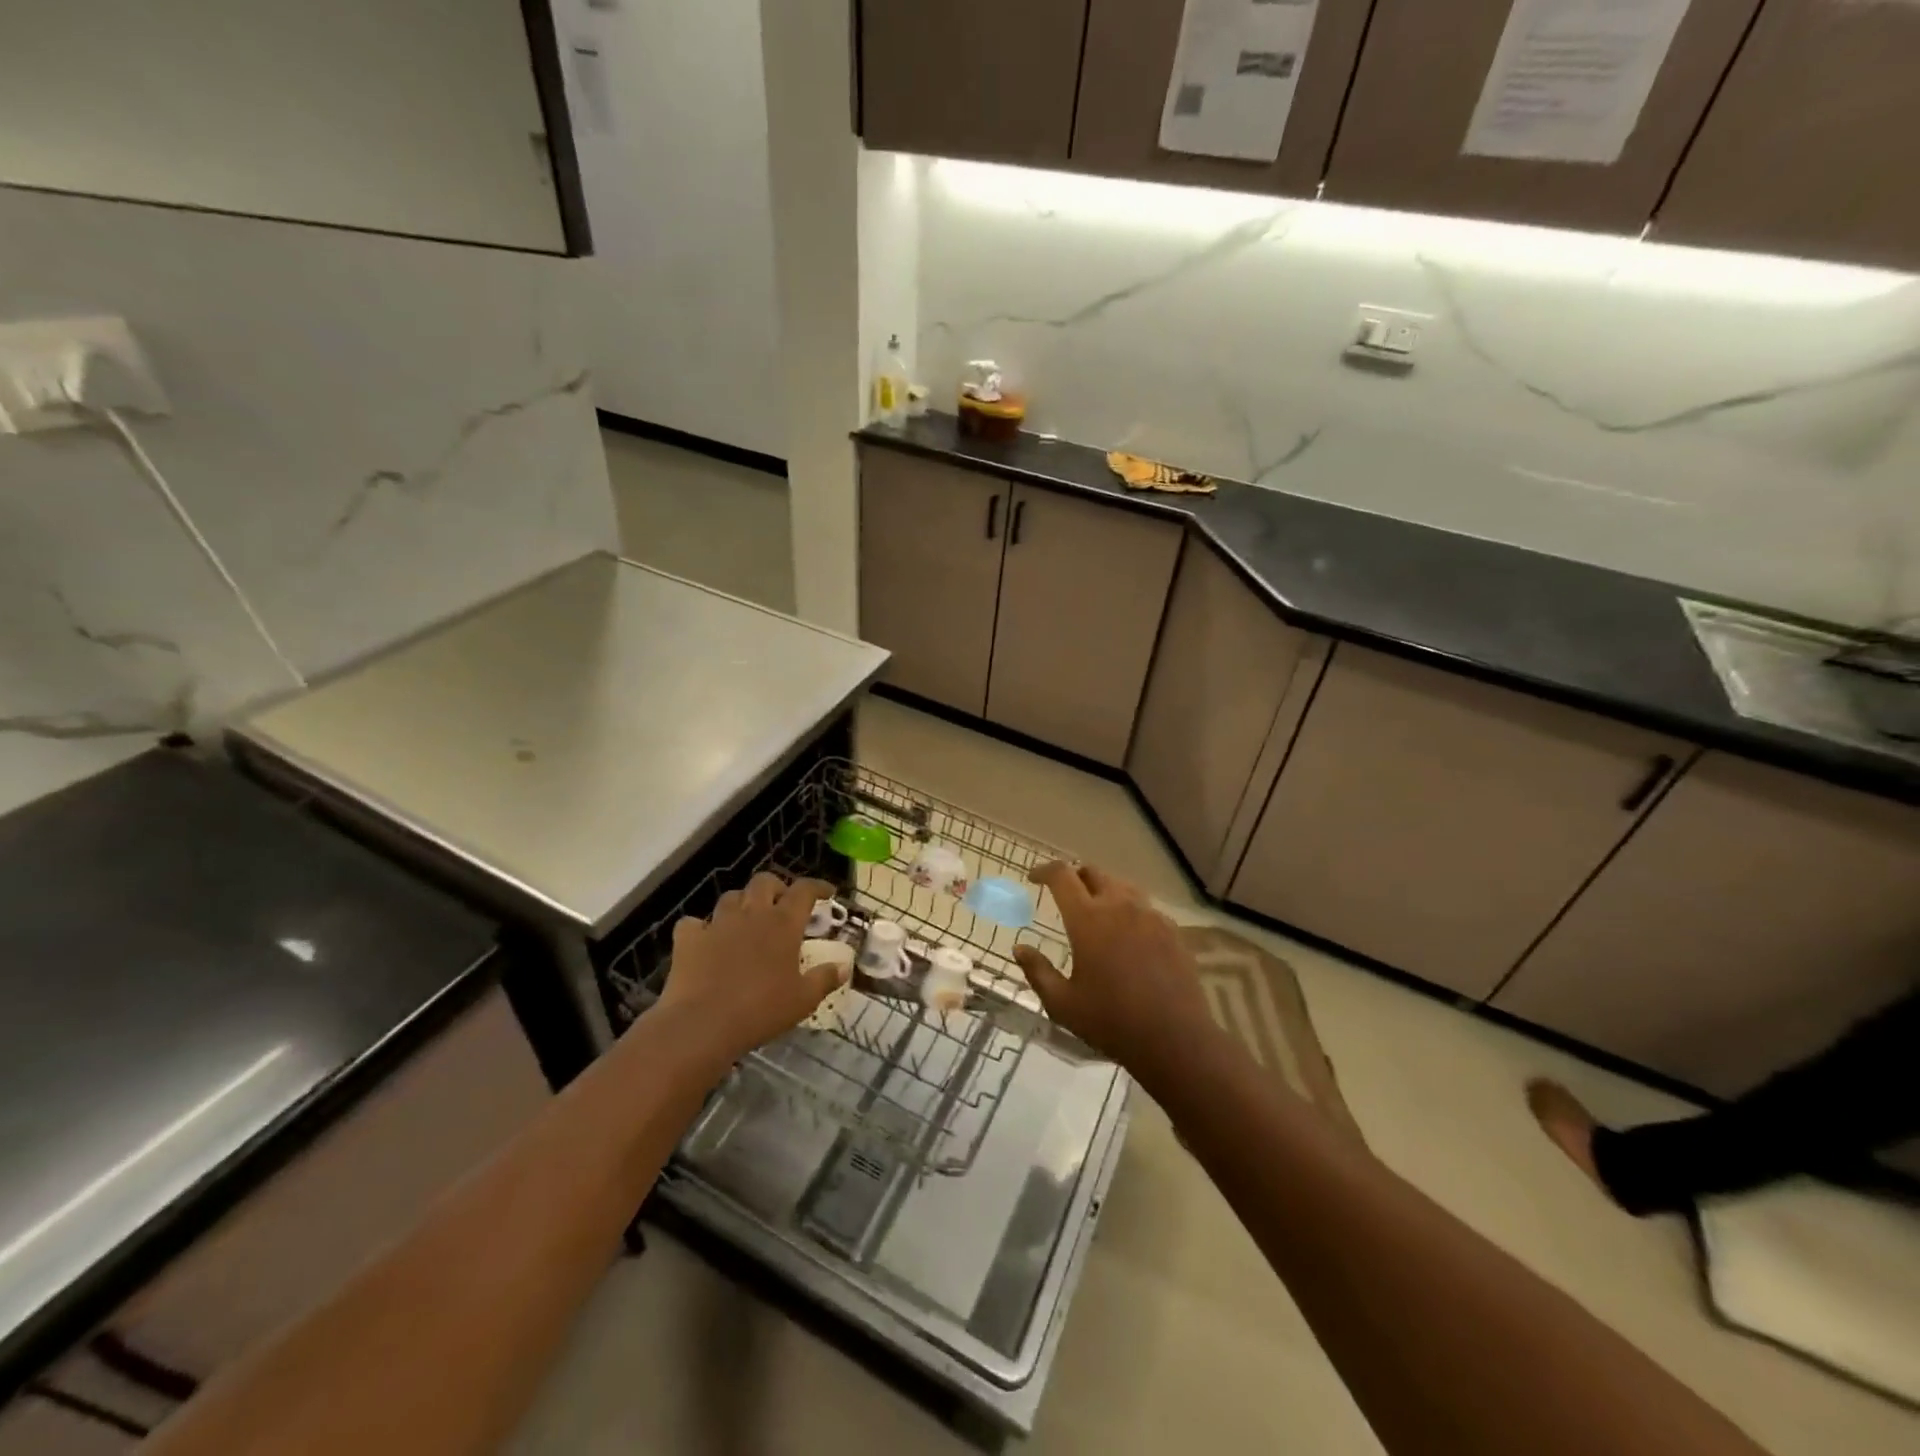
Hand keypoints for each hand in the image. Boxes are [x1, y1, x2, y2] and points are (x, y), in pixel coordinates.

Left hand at [655, 873, 846, 1064]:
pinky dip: (700, 928)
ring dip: (742, 903)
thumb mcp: (803, 1000)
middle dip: (776, 887)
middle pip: (764, 882)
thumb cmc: (761, 1010)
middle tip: (782, 904)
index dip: (817, 887)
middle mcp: (752, 914)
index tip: (827, 893)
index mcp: (783, 923)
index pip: (804, 890)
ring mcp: (717, 923)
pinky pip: (694, 923)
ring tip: (746, 920)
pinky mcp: (689, 939)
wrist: (703, 1024)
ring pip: (731, 897)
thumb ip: (824, 979)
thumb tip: (843, 967)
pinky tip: (705, 941)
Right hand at [1013, 862, 1219, 1084]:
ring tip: (1096, 911)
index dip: (1044, 871)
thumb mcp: (1063, 1004)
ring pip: (1122, 886)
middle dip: (1075, 876)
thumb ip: (1038, 972)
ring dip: (1103, 890)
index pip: (1061, 875)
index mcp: (1088, 919)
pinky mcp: (1172, 929)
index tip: (1033, 878)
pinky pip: (1145, 907)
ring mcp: (1150, 915)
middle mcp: (1119, 906)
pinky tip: (1128, 935)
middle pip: (1093, 873)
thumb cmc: (1112, 1022)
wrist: (1175, 1039)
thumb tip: (1019, 948)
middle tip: (1065, 894)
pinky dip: (1128, 910)